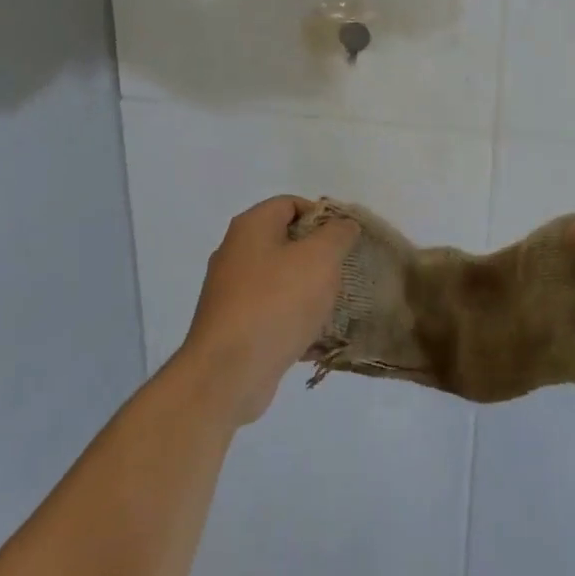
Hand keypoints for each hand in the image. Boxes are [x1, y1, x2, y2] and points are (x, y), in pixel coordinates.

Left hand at [178, 196, 358, 425]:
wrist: (229, 372)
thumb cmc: (277, 303)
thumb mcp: (320, 258)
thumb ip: (337, 234)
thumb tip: (343, 224)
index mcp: (251, 227)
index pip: (290, 204)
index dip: (322, 216)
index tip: (346, 240)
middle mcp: (235, 252)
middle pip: (285, 241)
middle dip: (318, 256)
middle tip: (342, 274)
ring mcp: (230, 291)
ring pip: (280, 279)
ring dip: (308, 290)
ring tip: (333, 307)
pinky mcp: (233, 324)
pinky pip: (271, 311)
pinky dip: (292, 319)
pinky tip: (313, 338)